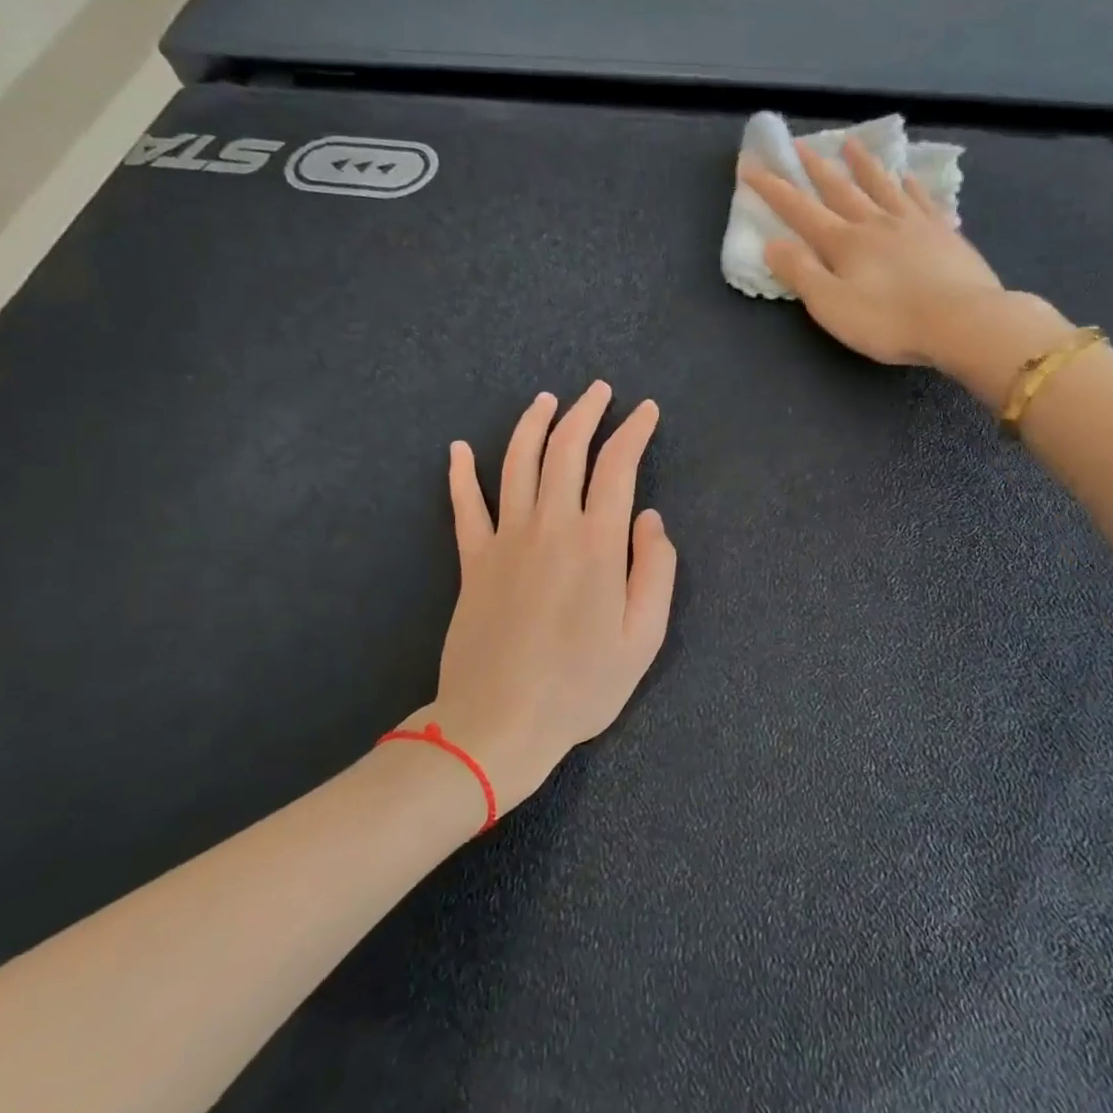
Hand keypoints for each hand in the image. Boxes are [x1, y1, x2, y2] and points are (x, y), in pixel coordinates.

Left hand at [415, 382, 676, 814]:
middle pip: (566, 450)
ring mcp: (505, 539)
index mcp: (597, 543)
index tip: (646, 411)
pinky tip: (457, 448)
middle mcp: (550, 526)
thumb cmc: (582, 686)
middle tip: (600, 390)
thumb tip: (649, 518)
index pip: (617, 466)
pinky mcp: (472, 560)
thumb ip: (656, 570)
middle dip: (586, 413)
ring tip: (547, 400)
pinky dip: (460, 473)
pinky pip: (464, 506)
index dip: (633, 432)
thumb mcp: (644, 637)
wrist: (499, 723)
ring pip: (517, 463)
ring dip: (533, 425)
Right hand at [744, 137, 1058, 367]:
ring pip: (882, 186)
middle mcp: (876, 223)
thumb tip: (772, 243)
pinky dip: (911, 186)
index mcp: (845, 242)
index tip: (751, 166)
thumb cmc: (889, 320)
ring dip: (863, 165)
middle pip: (840, 189)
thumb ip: (801, 273)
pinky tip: (908, 178)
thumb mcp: (832, 305)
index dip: (773, 189)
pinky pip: (922, 201)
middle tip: (800, 144)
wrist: (962, 320)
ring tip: (851, 144)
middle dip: (816, 168)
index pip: (800, 210)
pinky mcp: (944, 234)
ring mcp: (914, 224)